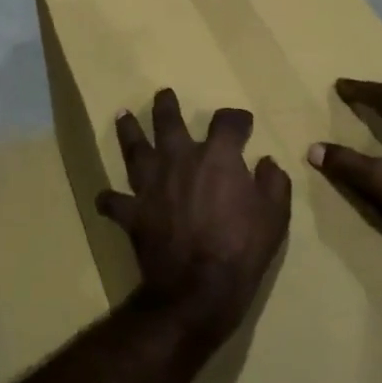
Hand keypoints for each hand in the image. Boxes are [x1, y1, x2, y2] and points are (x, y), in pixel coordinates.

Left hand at [95, 89, 291, 352]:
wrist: (198, 287)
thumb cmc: (242, 248)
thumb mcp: (275, 215)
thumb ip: (273, 183)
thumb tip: (266, 162)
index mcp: (216, 156)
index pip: (227, 122)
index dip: (236, 119)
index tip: (242, 123)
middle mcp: (179, 160)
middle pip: (168, 122)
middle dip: (166, 106)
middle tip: (163, 95)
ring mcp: (151, 185)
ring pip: (134, 149)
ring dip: (128, 131)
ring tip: (123, 116)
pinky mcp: (132, 212)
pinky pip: (114, 202)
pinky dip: (109, 199)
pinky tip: (106, 197)